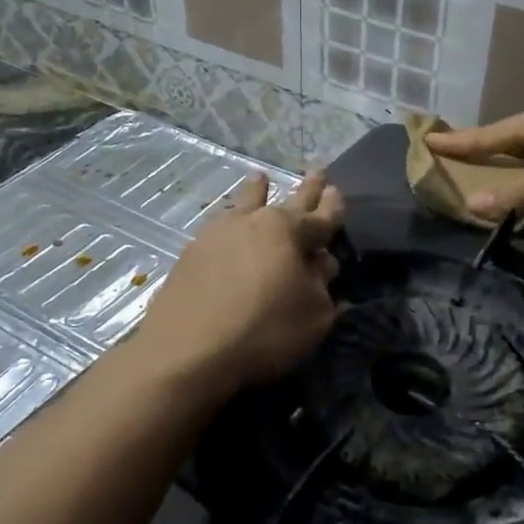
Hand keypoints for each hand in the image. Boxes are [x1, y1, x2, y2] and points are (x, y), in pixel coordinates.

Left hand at [138, 170, 343, 396]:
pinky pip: (220, 228)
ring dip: (257, 191)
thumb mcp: (314, 315)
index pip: (320, 218)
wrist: (186, 351)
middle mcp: (253, 223)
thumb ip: (321, 285)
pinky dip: (231, 220)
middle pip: (285, 202)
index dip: (332, 208)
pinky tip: (227, 222)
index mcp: (288, 232)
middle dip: (305, 191)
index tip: (337, 191)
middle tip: (316, 173)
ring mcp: (216, 234)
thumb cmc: (263, 331)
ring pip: (245, 205)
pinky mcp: (191, 254)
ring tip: (260, 177)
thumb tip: (320, 264)